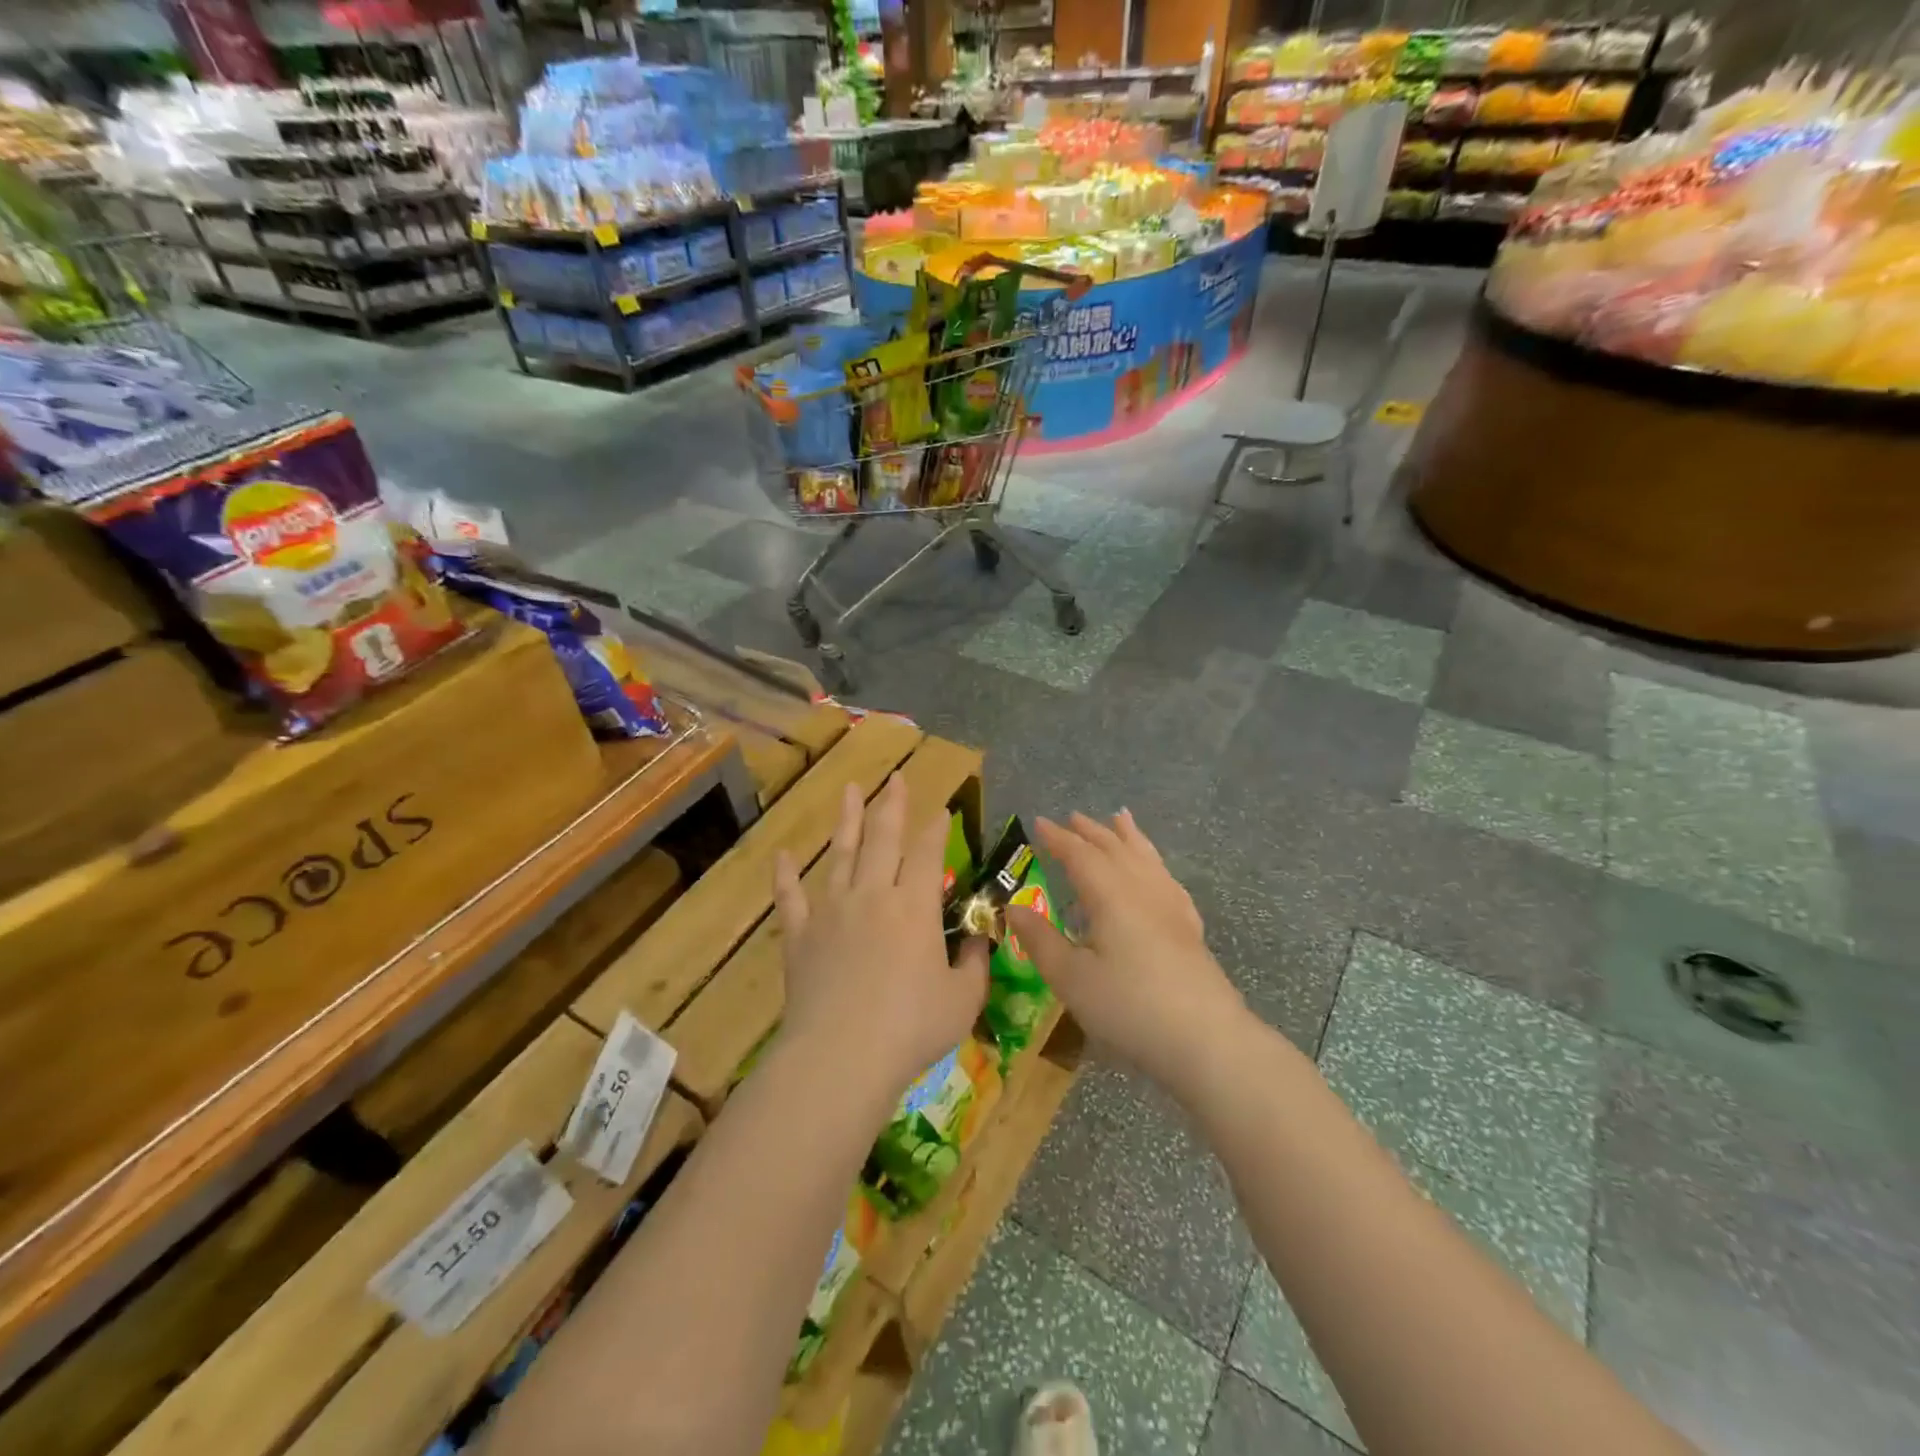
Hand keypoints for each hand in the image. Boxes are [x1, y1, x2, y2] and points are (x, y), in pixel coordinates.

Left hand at [772, 773, 989, 1108]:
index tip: (941, 809)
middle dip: (892, 806)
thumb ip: (973, 964)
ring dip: (847, 820)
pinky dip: (785, 875)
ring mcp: (832, 911)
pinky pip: (790, 897)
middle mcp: (873, 895)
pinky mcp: (800, 935)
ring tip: (850, 789)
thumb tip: (978, 940)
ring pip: (841, 854)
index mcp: (915, 906)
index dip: (936, 829)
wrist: (841, 1055)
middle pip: (883, 839)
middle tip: (895, 779)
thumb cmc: (912, 1028)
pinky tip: (782, 855)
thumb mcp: (962, 1000)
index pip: (928, 853)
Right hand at [1006, 811, 1247, 1092]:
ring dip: (1128, 837)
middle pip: (1115, 849)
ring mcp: (1171, 905)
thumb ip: (1040, 940)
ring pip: (1146, 858)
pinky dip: (1154, 862)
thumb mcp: (1071, 978)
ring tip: (1120, 819)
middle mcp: (1142, 889)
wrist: (1206, 1039)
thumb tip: (1013, 907)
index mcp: (1110, 895)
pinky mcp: (1189, 927)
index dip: (1058, 838)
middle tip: (1072, 817)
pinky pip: (1167, 878)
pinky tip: (1156, 871)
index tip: (1039, 823)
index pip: (1079, 855)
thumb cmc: (1129, 1007)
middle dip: (1091, 832)